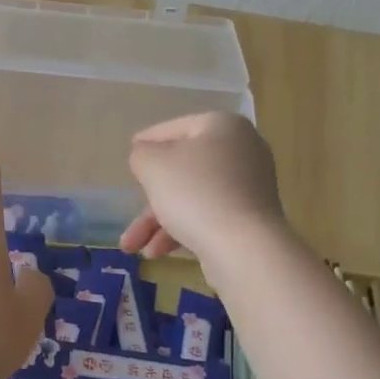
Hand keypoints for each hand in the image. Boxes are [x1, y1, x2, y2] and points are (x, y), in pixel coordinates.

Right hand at [119, 112, 285, 263]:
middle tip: (128, 204)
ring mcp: (249, 187)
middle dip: (148, 199)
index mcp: (222, 126)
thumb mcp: (154, 166)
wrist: (244, 247)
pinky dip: (181, 230)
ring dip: (157, 222)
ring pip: (192, 198)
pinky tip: (157, 252)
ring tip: (132, 248)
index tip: (130, 153)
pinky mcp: (251, 218)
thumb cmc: (195, 193)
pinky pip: (208, 217)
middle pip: (182, 170)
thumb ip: (142, 154)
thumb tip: (146, 156)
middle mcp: (242, 151)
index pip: (175, 128)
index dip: (147, 141)